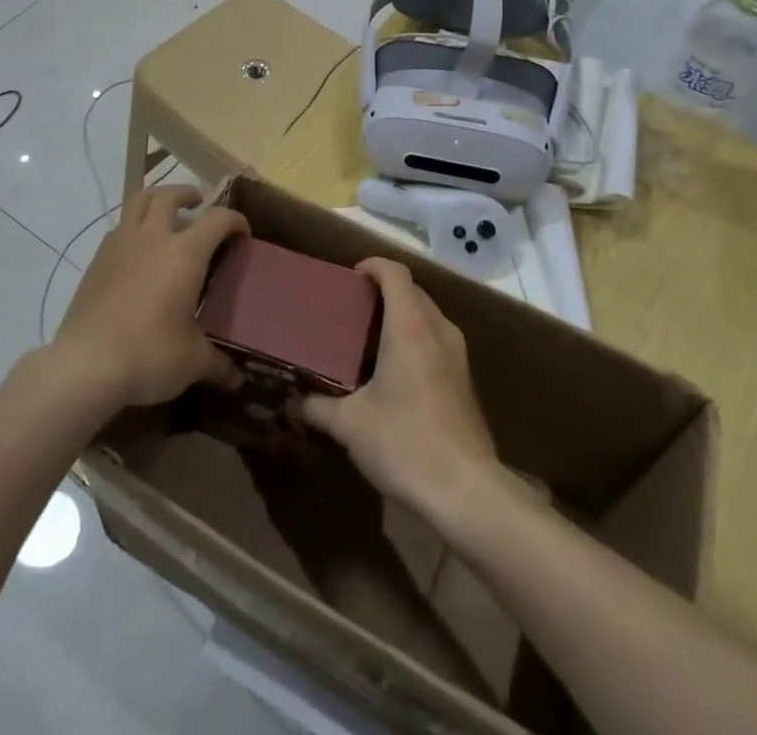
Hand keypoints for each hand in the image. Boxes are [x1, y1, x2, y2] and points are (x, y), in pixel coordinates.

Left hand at [53, 186, 244, 406]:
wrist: (86, 363)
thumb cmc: (150, 354)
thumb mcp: (192, 361)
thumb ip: (217, 364)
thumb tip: (236, 379)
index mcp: (185, 252)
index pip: (218, 219)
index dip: (235, 221)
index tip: (242, 235)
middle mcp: (153, 237)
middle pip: (168, 194)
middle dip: (186, 193)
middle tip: (197, 204)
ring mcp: (119, 245)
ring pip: (137, 201)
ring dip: (155, 201)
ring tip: (164, 216)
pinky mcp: (96, 260)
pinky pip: (118, 229)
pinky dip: (132, 229)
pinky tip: (136, 253)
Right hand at [297, 259, 499, 518]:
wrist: (466, 491)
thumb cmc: (404, 442)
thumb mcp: (350, 425)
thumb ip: (317, 407)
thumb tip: (291, 403)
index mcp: (410, 326)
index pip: (395, 273)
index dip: (372, 265)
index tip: (350, 277)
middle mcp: (438, 330)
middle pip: (413, 291)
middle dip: (384, 291)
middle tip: (352, 309)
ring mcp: (458, 355)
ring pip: (428, 316)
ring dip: (402, 316)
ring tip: (370, 338)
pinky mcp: (465, 381)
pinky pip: (437, 341)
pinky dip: (416, 339)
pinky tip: (394, 372)